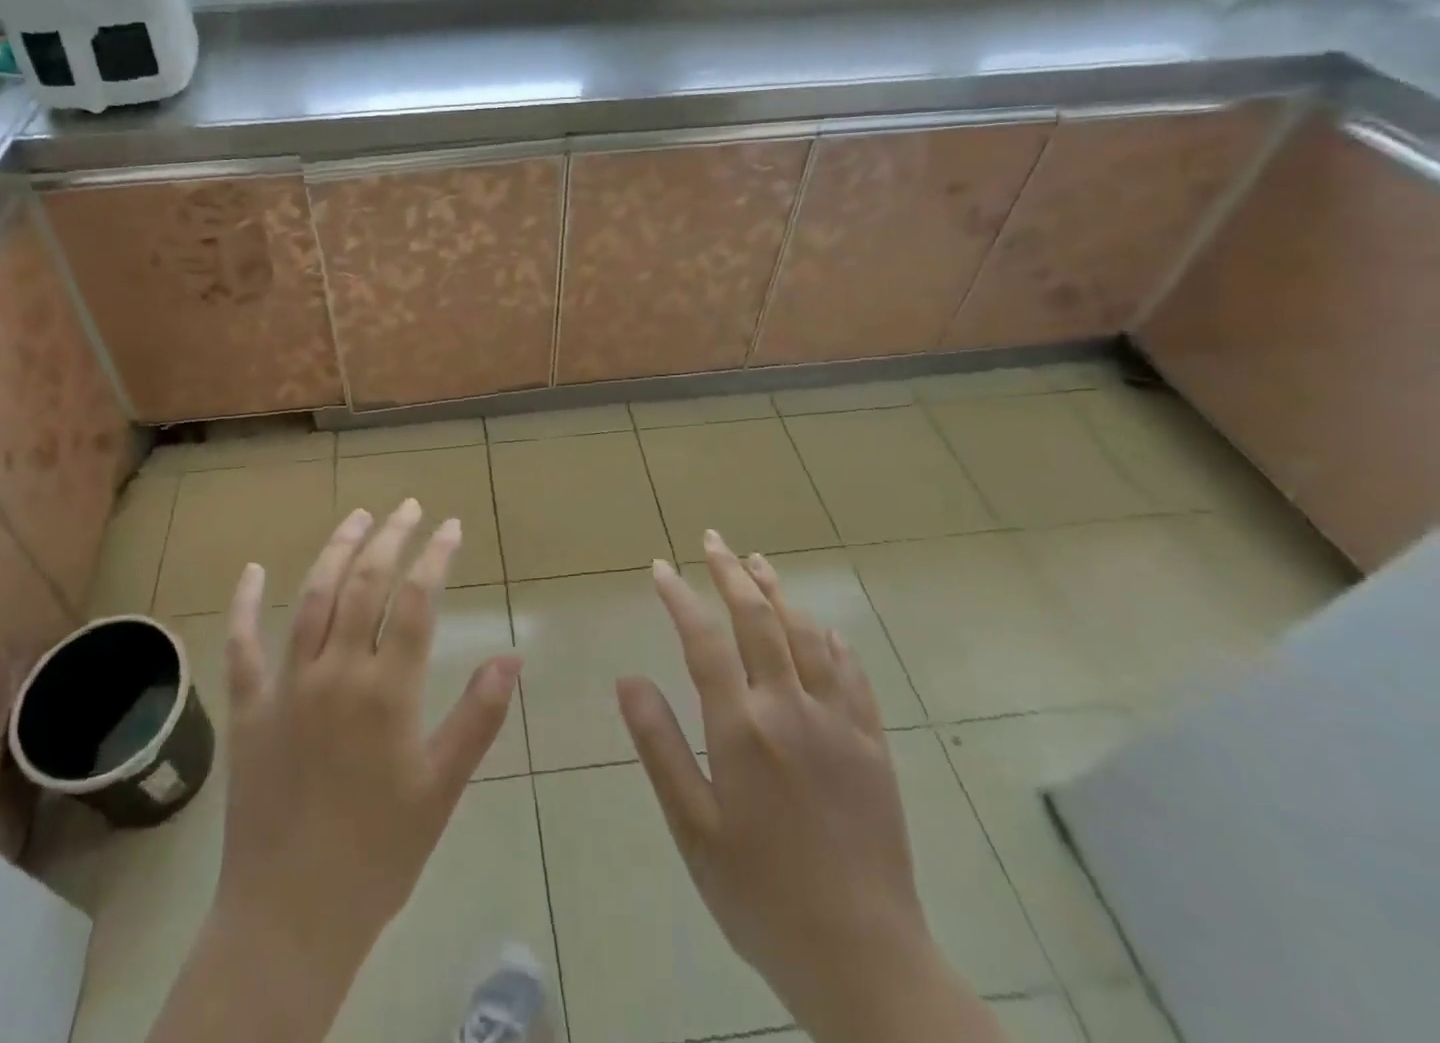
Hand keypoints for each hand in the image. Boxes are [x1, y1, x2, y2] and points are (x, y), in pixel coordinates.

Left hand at [214, 500, 521, 982]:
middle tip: (408, 507)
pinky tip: (253, 570)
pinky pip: (242, 646)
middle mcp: (337, 672)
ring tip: (357, 517)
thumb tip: (512, 656)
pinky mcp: (249, 708)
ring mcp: (287, 685)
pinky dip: (245, 604)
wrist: (292, 914)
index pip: (417, 601)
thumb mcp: (442, 787)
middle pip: (365, 584)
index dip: (436, 557)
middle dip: (390, 538)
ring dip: (335, 551)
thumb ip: (478, 716)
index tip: (450, 527)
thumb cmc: (380, 851)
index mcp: (388, 690)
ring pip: (312, 598)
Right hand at [616, 533, 1001, 1042]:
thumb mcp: (692, 826)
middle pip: (759, 620)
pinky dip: (831, 641)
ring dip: (779, 593)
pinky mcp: (873, 746)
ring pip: (806, 636)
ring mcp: (838, 723)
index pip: (703, 640)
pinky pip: (852, 675)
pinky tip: (821, 627)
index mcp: (741, 728)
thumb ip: (659, 745)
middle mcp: (790, 709)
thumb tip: (628, 678)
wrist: (864, 960)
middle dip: (731, 574)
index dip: (680, 598)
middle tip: (713, 540)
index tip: (661, 567)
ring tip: (758, 562)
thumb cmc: (759, 896)